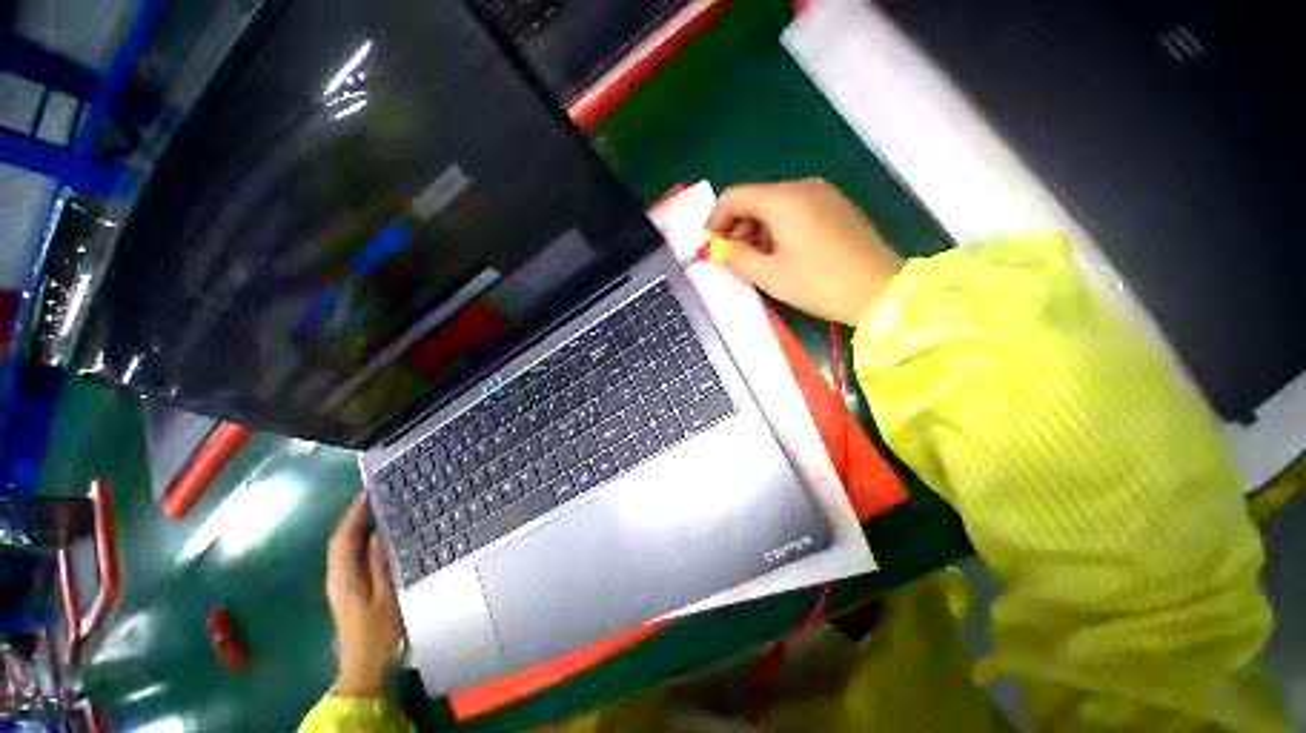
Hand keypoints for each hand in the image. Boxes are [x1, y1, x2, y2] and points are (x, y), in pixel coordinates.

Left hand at [326, 492, 400, 696]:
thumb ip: (380, 565)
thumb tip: (376, 535)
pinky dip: (358, 539)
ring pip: (343, 547)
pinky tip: (375, 536)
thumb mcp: (386, 597)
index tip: (369, 492)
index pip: (344, 538)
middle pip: (340, 540)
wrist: (362, 665)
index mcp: (344, 577)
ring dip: (355, 526)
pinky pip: (349, 556)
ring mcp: (340, 584)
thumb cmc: (377, 632)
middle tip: (375, 495)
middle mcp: (336, 577)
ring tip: (377, 509)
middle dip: (353, 516)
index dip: (354, 513)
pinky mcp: (347, 589)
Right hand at [707, 179, 904, 325]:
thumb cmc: (819, 283)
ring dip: (756, 228)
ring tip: (756, 259)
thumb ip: (736, 258)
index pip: (734, 196)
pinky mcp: (837, 207)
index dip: (715, 220)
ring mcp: (824, 194)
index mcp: (783, 199)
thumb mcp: (769, 275)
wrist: (879, 290)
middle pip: (755, 198)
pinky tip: (781, 252)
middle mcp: (802, 187)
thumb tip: (718, 249)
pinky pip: (796, 209)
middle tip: (732, 257)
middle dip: (736, 226)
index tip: (710, 246)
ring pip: (775, 204)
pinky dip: (778, 227)